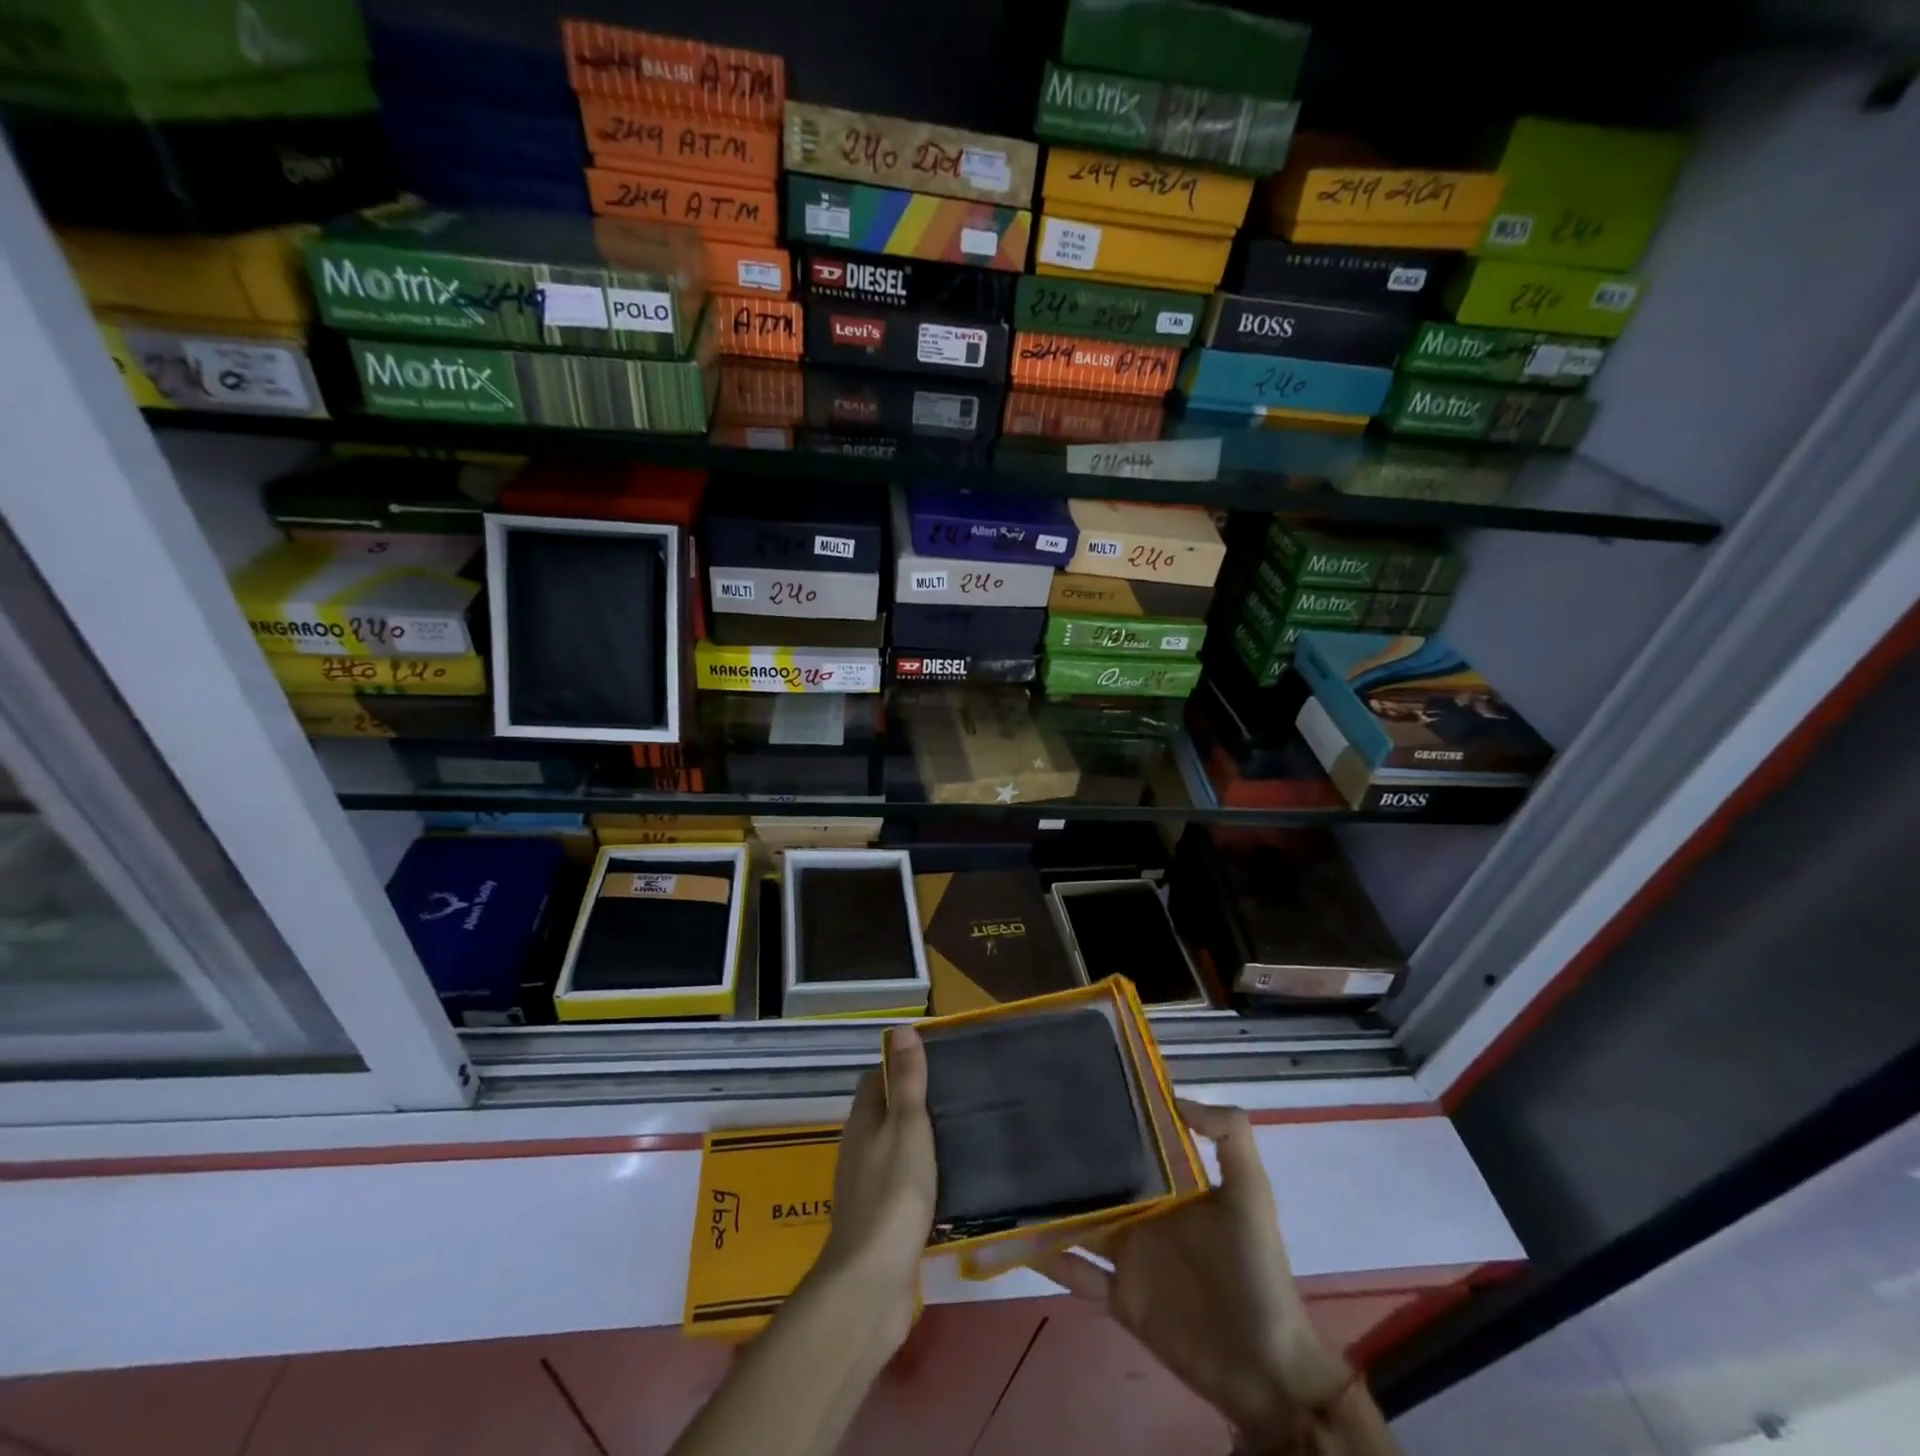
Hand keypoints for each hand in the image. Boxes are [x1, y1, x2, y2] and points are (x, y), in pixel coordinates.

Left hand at [808, 1025, 937, 1351]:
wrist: (873, 1282)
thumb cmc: (893, 1193)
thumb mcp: (907, 1126)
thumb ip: (907, 1081)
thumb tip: (900, 1028)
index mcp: (862, 1123)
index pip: (875, 1080)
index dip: (899, 1068)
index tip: (935, 1064)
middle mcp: (858, 1150)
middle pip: (882, 1115)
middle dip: (911, 1105)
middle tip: (956, 1098)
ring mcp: (866, 1188)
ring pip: (892, 1151)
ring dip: (917, 1143)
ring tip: (959, 1136)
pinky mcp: (879, 1223)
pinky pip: (900, 1186)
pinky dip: (920, 1178)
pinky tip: (946, 1184)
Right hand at [1038, 1101, 1350, 1441]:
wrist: (1266, 1370)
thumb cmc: (1256, 1271)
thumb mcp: (1251, 1193)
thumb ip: (1228, 1135)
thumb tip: (1172, 1096)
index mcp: (1171, 1186)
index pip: (1133, 1143)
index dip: (1108, 1118)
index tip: (1070, 1088)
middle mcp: (1145, 1213)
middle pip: (1099, 1179)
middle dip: (1067, 1157)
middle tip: (1022, 1126)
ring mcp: (1130, 1256)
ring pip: (1079, 1221)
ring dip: (1049, 1204)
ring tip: (1009, 1175)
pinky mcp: (1120, 1298)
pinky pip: (1076, 1273)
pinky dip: (1048, 1258)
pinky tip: (1015, 1238)